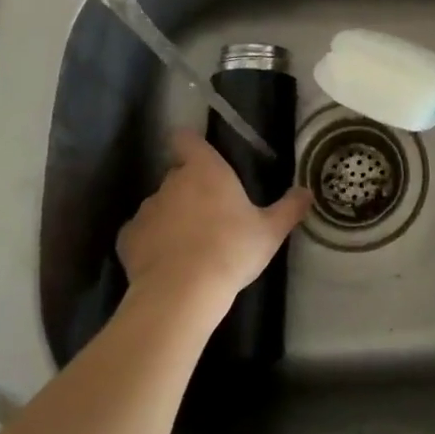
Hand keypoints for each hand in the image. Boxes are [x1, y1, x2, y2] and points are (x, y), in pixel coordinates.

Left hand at [117, 131, 309, 315]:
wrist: (182, 293)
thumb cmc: (231, 250)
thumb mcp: (270, 232)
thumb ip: (289, 208)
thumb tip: (307, 191)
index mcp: (205, 170)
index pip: (187, 139)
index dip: (191, 145)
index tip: (200, 157)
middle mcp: (172, 182)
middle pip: (177, 175)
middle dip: (190, 190)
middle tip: (210, 214)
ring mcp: (146, 209)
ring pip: (159, 205)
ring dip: (171, 217)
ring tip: (188, 244)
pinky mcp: (127, 239)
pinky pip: (140, 233)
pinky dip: (149, 243)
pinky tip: (164, 263)